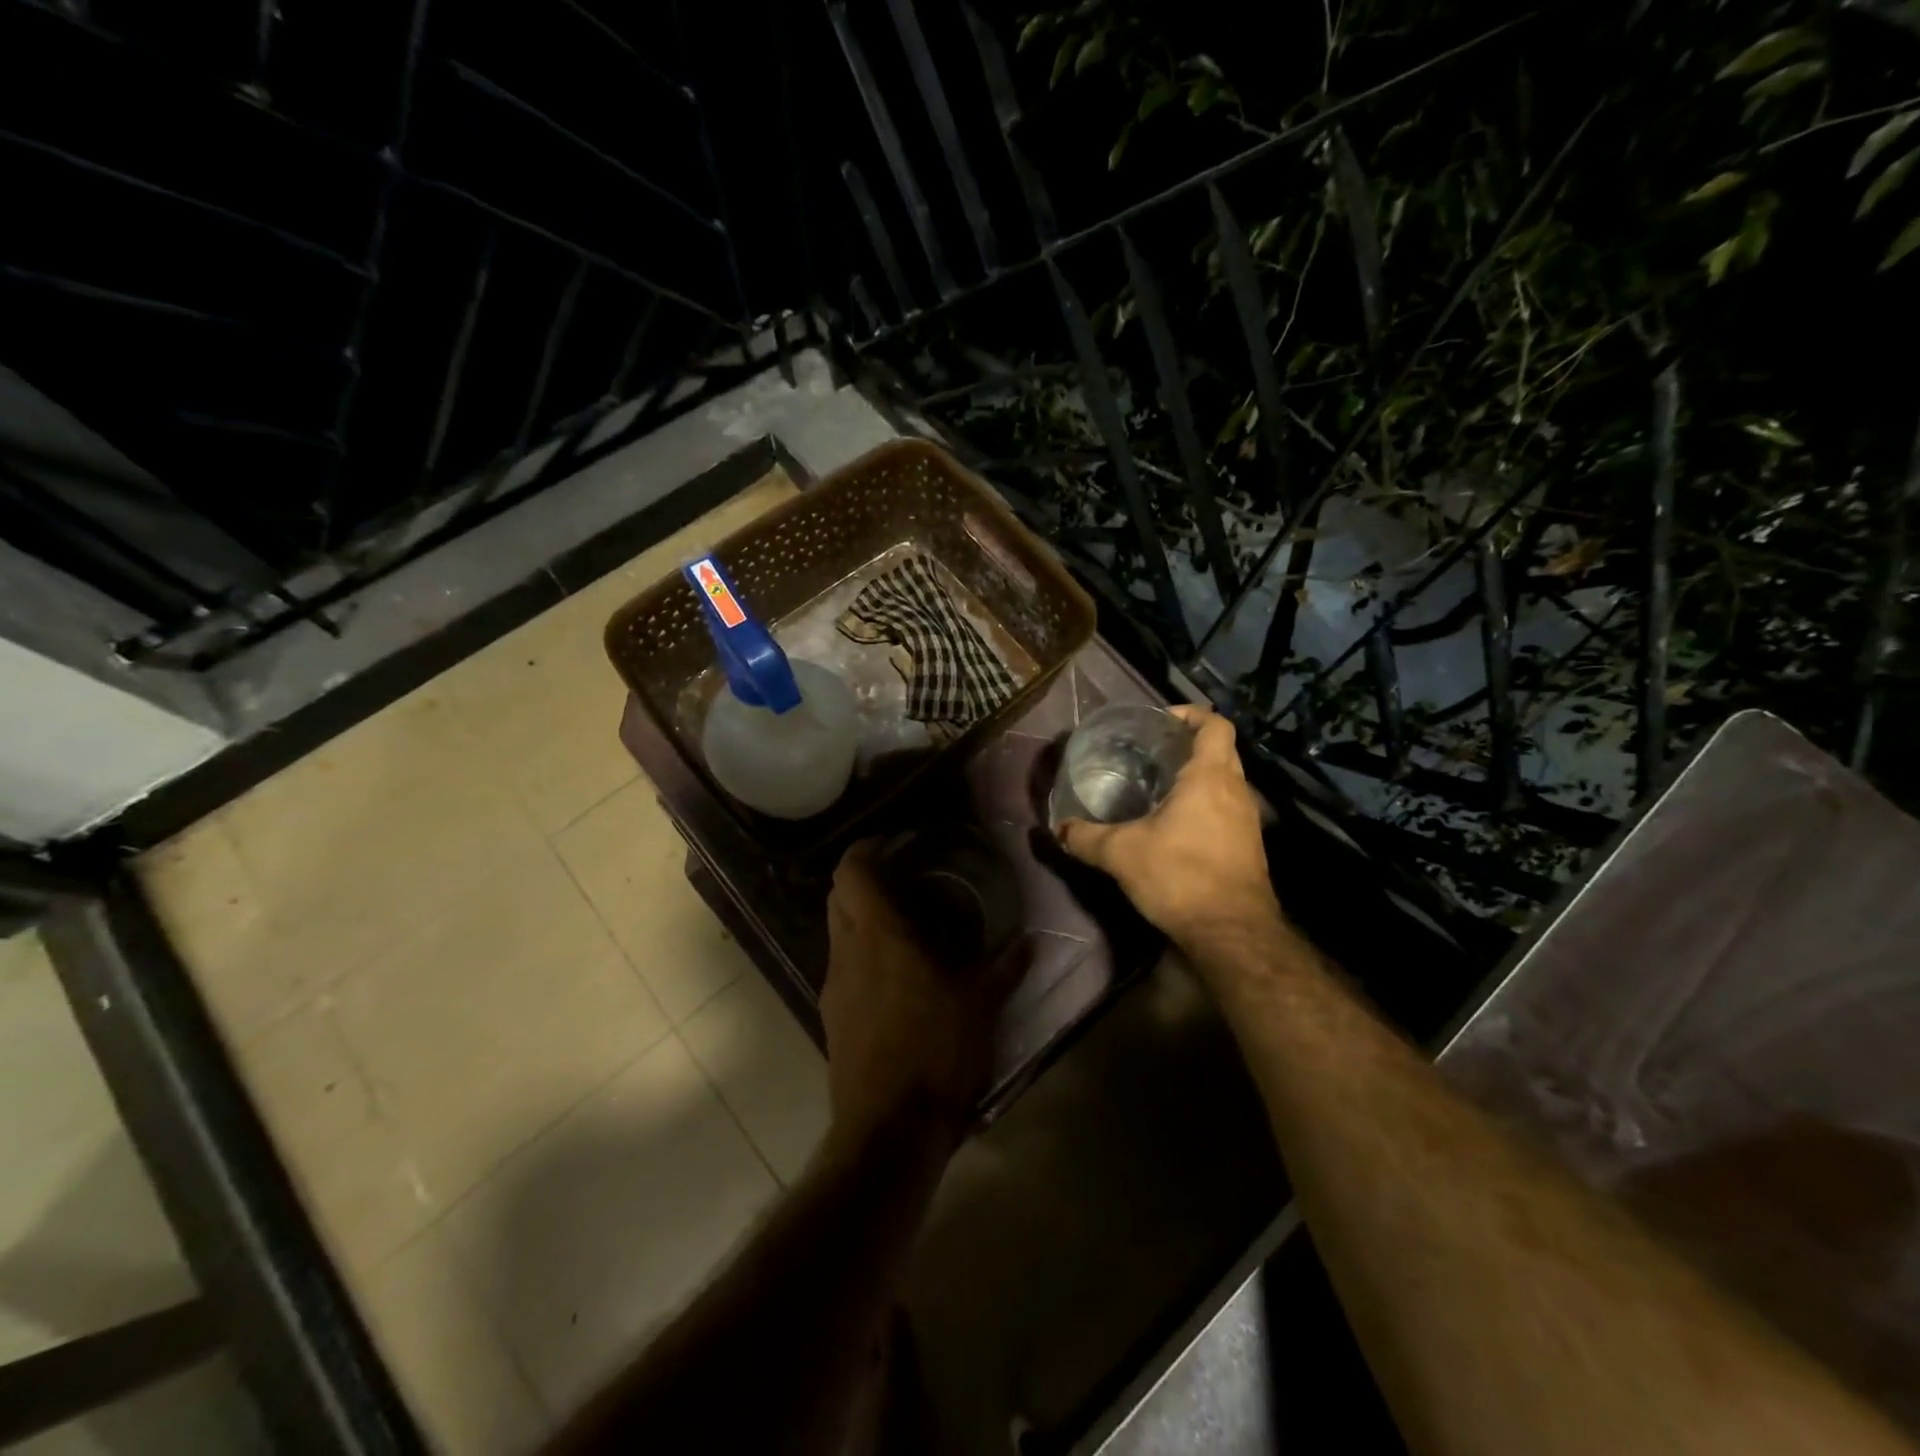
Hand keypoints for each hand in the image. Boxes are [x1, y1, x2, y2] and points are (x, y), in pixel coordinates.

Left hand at [821, 840, 1026, 1145]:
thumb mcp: (982, 1006)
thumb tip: (1030, 943)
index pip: (851, 872)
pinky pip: (842, 966)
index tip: (890, 842)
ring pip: (837, 931)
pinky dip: (861, 954)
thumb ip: (1006, 968)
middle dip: (862, 879)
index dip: (864, 848)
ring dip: (861, 918)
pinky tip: (894, 974)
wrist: (888, 1128)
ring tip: (902, 923)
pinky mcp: (832, 1016)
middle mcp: (847, 951)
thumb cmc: (936, 1052)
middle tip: (900, 877)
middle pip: (838, 896)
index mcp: (879, 936)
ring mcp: (834, 985)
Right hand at [1057, 704, 1279, 945]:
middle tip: (1153, 753)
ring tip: (1161, 788)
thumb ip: (1086, 838)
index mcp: (1210, 778)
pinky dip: (1206, 806)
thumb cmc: (1180, 876)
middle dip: (1190, 746)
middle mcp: (1237, 791)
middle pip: (1221, 751)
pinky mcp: (1249, 847)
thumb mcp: (1121, 854)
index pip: (1215, 725)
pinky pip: (1228, 810)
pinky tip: (1177, 827)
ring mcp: (1248, 821)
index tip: (1163, 721)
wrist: (1232, 933)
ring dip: (1199, 778)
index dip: (1192, 715)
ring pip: (1226, 783)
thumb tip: (1058, 829)